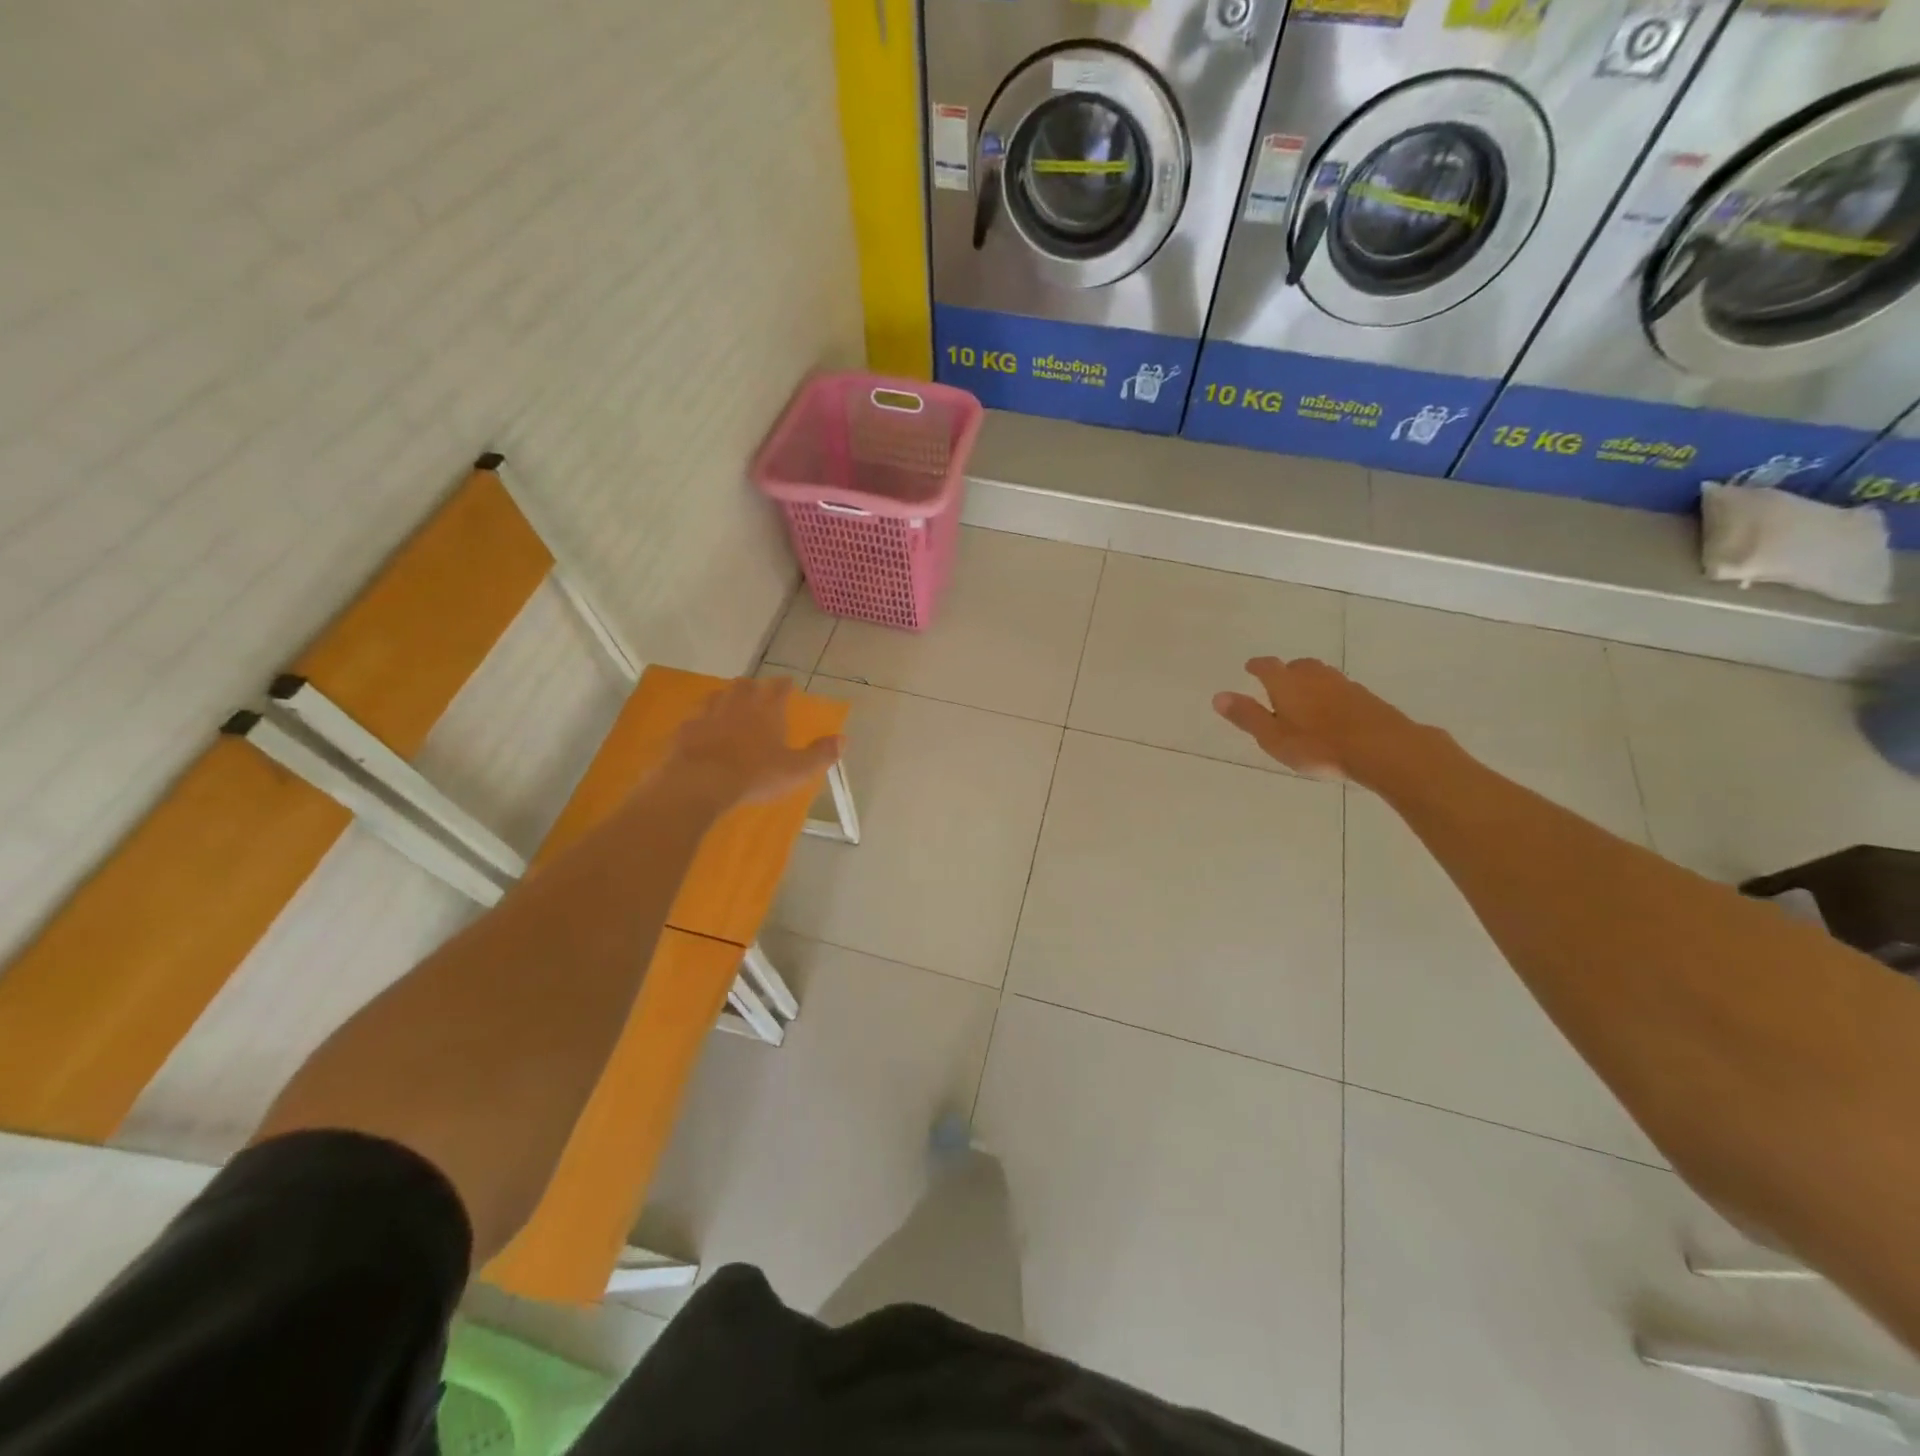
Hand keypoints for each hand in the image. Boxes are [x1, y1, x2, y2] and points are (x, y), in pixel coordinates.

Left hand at [670, 676, 842, 809]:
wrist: (700, 782)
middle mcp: (738, 704)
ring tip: (729, 703)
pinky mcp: (685, 730)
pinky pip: (694, 718)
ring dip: (725, 697)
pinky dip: (701, 720)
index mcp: (767, 710)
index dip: (785, 685)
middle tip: (757, 691)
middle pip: (745, 685)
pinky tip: (700, 728)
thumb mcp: (797, 769)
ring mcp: (708, 714)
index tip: (788, 683)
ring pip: (717, 696)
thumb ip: (820, 754)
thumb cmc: (755, 775)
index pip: (779, 688)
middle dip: (753, 686)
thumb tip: (843, 739)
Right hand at [1212, 657, 1423, 783]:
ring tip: (1305, 696)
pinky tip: (1332, 711)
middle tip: (1279, 682)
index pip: (1266, 667)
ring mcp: (1343, 684)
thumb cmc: (1318, 746)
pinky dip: (1330, 694)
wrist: (1382, 747)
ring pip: (1321, 675)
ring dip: (1310, 681)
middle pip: (1297, 666)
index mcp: (1286, 683)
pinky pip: (1340, 689)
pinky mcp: (1366, 697)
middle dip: (1285, 671)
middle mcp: (1314, 676)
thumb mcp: (1273, 737)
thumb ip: (1247, 716)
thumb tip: (1218, 696)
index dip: (1257, 666)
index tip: (1250, 667)